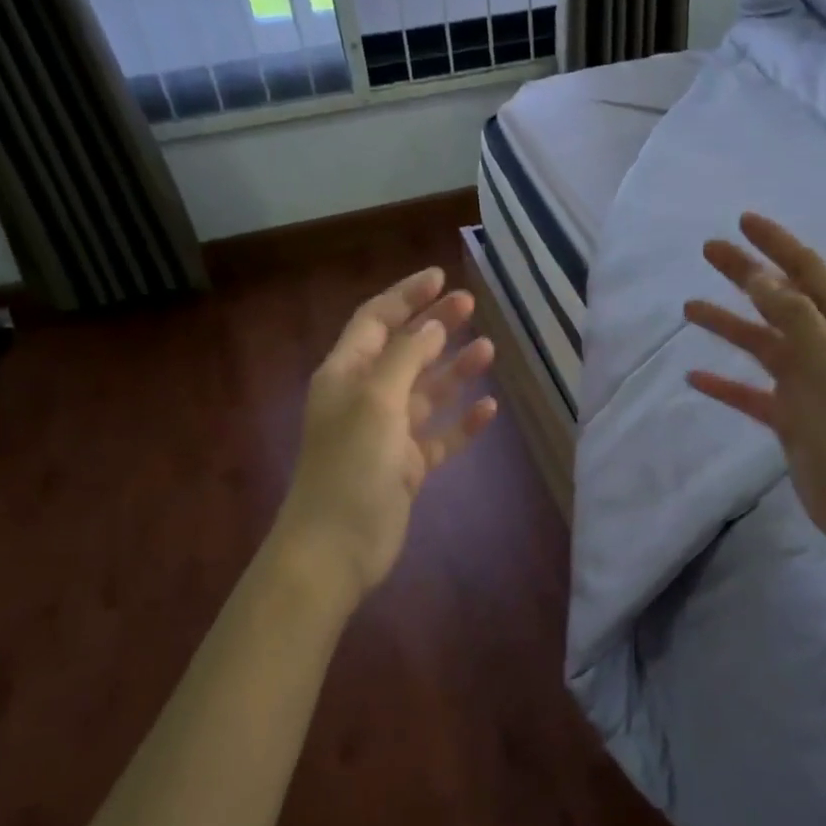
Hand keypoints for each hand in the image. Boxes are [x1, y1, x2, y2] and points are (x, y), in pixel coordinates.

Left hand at [276, 267, 497, 600]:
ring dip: (454, 370)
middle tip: (470, 304)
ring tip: (489, 349)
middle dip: (435, 326)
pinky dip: (462, 422)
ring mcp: (387, 434)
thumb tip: (431, 327)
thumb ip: (404, 358)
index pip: (375, 321)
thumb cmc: (350, 466)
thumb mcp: (376, 401)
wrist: (336, 548)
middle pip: (404, 351)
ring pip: (426, 392)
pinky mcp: (407, 467)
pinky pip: (440, 436)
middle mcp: (366, 398)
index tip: (440, 277)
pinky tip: (488, 408)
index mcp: (346, 375)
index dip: (406, 296)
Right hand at [683, 213, 825, 556]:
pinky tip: (696, 377)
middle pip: (778, 300)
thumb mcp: (825, 364)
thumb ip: (794, 318)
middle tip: (708, 251)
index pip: (807, 271)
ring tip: (689, 310)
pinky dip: (725, 383)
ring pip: (760, 344)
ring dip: (727, 324)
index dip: (777, 244)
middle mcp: (825, 347)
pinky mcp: (790, 417)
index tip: (743, 221)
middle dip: (744, 274)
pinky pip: (750, 392)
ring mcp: (806, 383)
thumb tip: (761, 277)